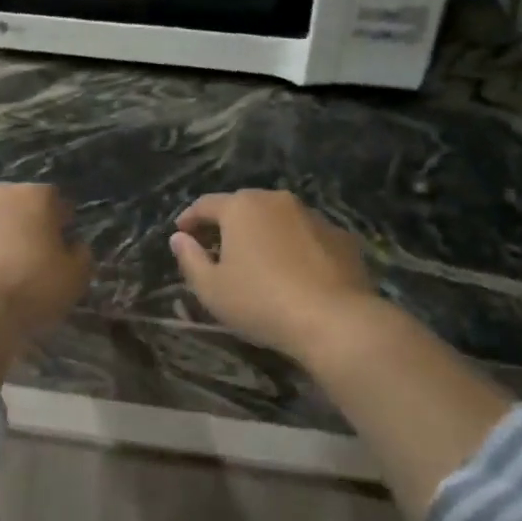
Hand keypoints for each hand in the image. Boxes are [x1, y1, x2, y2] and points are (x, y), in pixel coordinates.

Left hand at [0, 182, 91, 335]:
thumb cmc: (31, 287)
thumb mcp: (75, 278)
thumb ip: (80, 256)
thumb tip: (74, 246)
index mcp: (33, 196)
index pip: (54, 200)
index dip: (59, 220)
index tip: (61, 243)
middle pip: (12, 204)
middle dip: (18, 223)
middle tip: (24, 257)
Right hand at [169, 190, 376, 361]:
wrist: (335, 320)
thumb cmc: (261, 301)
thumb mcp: (211, 288)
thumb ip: (190, 259)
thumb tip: (179, 238)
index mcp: (241, 207)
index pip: (206, 204)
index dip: (189, 218)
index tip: (181, 233)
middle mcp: (277, 200)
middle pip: (244, 206)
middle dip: (228, 224)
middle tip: (217, 248)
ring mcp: (314, 216)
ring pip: (279, 219)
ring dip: (264, 234)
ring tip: (258, 261)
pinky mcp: (342, 237)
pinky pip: (308, 237)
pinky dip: (295, 247)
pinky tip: (295, 272)